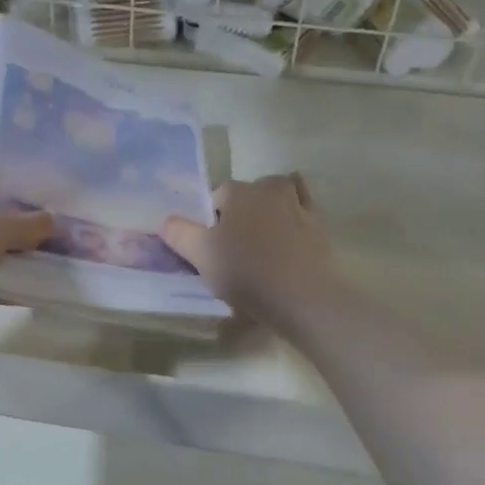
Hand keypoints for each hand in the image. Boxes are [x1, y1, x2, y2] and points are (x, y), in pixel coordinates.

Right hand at [160, 173, 334, 330]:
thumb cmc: (245, 271)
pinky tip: (288, 231)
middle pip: (246, 195)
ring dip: (267, 209)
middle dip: (238, 213)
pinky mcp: (319, 224)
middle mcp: (268, 189)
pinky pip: (303, 208)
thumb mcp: (200, 255)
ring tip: (261, 240)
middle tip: (233, 247)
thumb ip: (179, 234)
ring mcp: (298, 204)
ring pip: (277, 196)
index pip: (215, 197)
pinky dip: (294, 213)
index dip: (209, 221)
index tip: (210, 246)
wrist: (301, 295)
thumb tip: (166, 221)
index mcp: (237, 192)